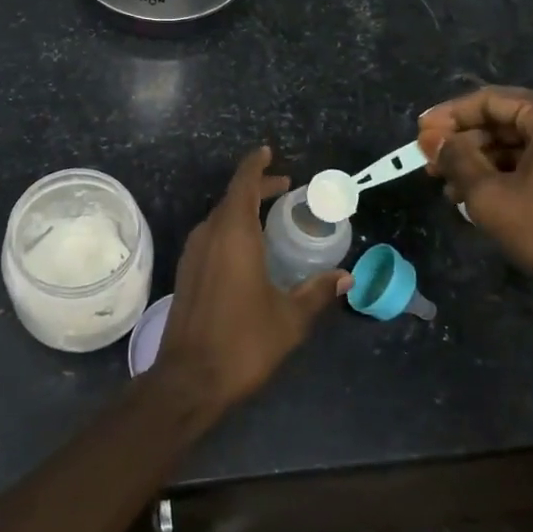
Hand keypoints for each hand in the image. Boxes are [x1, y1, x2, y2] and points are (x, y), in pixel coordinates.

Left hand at [157, 147, 350, 412]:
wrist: (188, 379)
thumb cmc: (243, 342)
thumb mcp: (290, 318)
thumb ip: (317, 292)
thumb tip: (346, 278)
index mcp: (234, 234)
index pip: (243, 184)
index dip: (256, 165)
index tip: (268, 152)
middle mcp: (209, 235)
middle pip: (232, 198)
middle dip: (257, 188)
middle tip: (285, 188)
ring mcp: (193, 254)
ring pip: (219, 218)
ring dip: (242, 209)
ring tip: (270, 216)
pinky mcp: (186, 272)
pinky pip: (211, 236)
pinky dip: (231, 229)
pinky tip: (247, 249)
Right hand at [417, 88, 532, 341]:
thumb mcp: (488, 193)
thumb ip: (456, 159)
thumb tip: (432, 140)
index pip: (489, 101)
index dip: (449, 115)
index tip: (418, 132)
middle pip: (502, 120)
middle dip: (462, 142)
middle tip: (428, 162)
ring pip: (515, 144)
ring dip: (477, 161)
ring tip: (444, 185)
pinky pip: (532, 162)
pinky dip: (500, 174)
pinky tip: (471, 196)